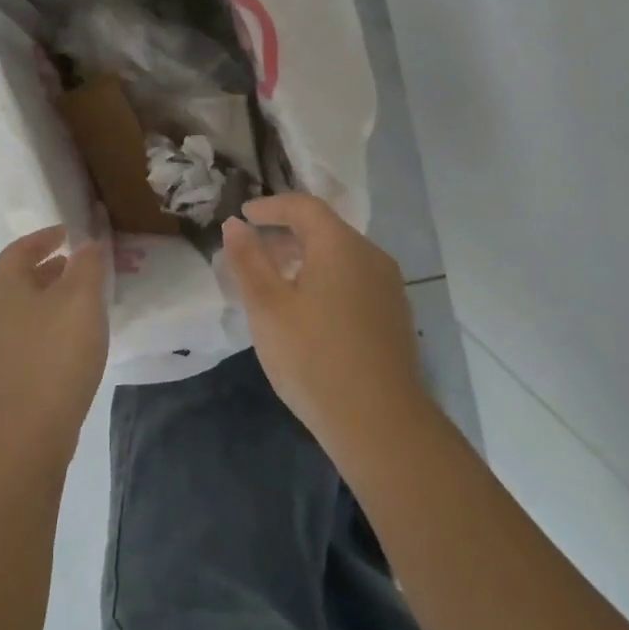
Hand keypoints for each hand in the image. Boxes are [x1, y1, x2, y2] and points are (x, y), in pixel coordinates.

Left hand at [0, 226, 109, 458]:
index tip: (69, 234)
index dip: (45, 238)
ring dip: (49, 300)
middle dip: (49, 269)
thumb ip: (87, 264)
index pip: (20, 248)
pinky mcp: (0, 375)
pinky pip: (24, 337)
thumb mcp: (81, 299)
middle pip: (18, 279)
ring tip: (81, 305)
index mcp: (3, 285)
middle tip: (80, 267)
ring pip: (22, 310)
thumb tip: (88, 242)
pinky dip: (46, 328)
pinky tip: (70, 343)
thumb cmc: (55, 353)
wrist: (26, 430)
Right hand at [222, 193, 422, 451]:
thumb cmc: (313, 357)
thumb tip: (235, 224)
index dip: (270, 206)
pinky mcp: (394, 316)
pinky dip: (325, 279)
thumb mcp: (267, 307)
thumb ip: (248, 260)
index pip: (304, 206)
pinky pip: (353, 279)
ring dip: (305, 257)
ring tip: (274, 280)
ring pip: (340, 256)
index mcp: (341, 246)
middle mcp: (371, 256)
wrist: (380, 423)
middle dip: (285, 232)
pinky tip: (307, 309)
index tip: (243, 215)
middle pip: (325, 229)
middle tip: (252, 249)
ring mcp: (388, 287)